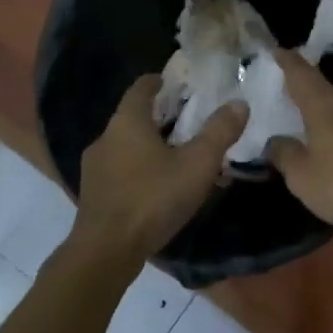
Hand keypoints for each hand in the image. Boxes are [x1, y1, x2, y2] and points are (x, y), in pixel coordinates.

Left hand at [72, 75, 248, 262]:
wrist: (106, 251)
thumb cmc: (153, 198)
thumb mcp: (197, 164)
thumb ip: (219, 132)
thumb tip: (239, 103)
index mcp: (127, 122)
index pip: (141, 88)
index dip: (159, 82)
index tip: (176, 83)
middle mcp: (105, 138)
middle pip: (133, 117)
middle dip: (159, 116)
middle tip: (188, 120)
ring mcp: (95, 167)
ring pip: (126, 145)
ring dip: (149, 145)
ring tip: (177, 156)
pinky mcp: (93, 194)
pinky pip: (120, 170)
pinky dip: (139, 168)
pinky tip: (157, 186)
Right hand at [265, 52, 332, 228]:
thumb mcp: (302, 175)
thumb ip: (286, 155)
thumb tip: (276, 141)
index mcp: (325, 107)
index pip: (303, 76)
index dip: (289, 64)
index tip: (279, 52)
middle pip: (326, 97)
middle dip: (309, 101)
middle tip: (292, 107)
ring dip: (329, 126)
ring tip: (314, 140)